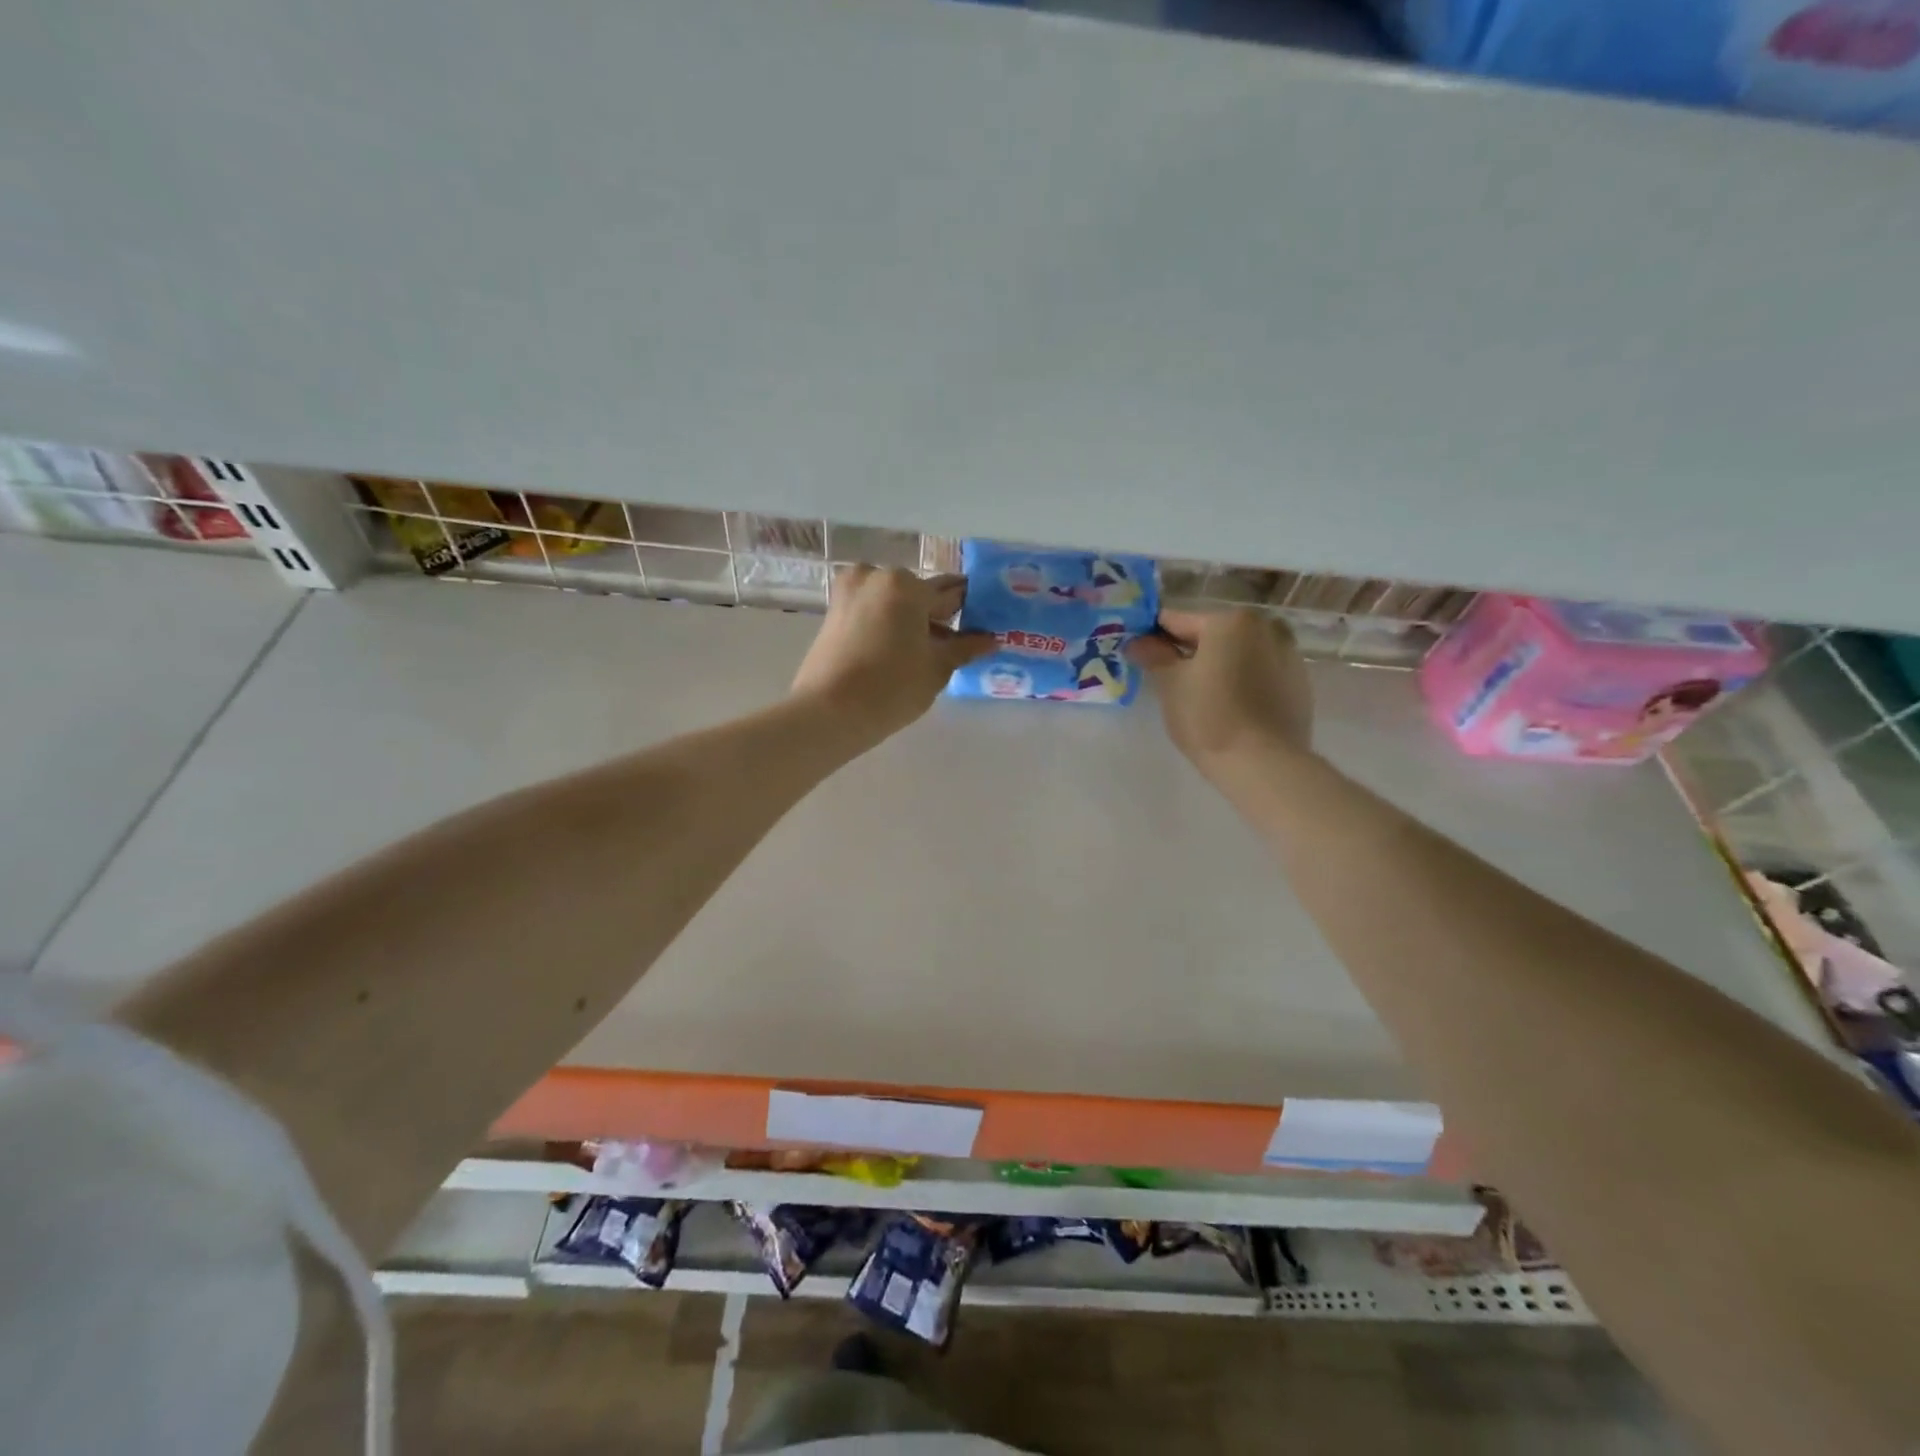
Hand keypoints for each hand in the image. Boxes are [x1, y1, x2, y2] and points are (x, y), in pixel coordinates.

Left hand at [791, 565, 995, 745]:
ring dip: (912, 620)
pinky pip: (872, 610)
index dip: (970, 609)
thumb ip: (965, 648)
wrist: (829, 712)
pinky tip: (900, 651)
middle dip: (937, 615)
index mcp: (906, 584)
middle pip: (919, 593)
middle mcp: (876, 576)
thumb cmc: (892, 687)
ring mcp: (850, 591)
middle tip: (954, 644)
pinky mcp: (833, 611)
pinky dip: (888, 623)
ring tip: (926, 652)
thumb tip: (990, 640)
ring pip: (893, 601)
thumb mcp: (937, 668)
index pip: (950, 592)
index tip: (983, 623)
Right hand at [1127, 608, 1313, 770]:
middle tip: (1168, 679)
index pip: (1178, 621)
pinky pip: (1260, 673)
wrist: (1264, 764)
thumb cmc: (1209, 717)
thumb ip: (1154, 656)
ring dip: (1219, 665)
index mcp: (1231, 620)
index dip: (1153, 637)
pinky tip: (1230, 707)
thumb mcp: (1171, 685)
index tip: (1139, 653)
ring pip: (1239, 653)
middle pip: (1213, 634)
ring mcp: (1289, 654)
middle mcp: (1266, 626)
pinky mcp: (1300, 683)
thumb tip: (1137, 642)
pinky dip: (1243, 681)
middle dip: (1189, 652)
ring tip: (1201, 696)